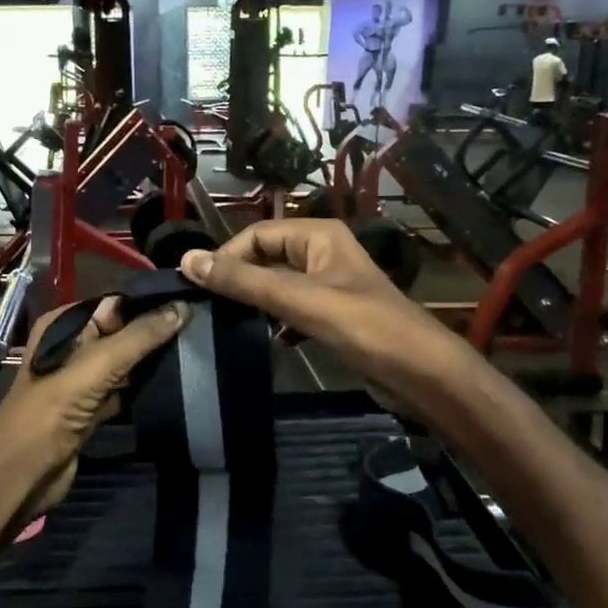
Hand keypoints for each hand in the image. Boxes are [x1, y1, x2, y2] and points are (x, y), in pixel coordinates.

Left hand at [0, 296, 188, 521]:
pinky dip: (143, 389)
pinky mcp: (91, 410)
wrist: (22, 474)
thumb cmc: (52, 410)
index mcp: (63, 326)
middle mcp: (71, 348)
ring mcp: (81, 381)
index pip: (114, 304)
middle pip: (122, 333)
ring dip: (153, 362)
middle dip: (155, 333)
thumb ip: (140, 337)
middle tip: (200, 330)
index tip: (191, 304)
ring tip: (195, 353)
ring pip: (125, 364)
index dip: (149, 305)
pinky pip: (124, 390)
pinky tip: (175, 384)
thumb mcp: (97, 365)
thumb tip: (182, 307)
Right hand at [180, 221, 456, 387]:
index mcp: (318, 236)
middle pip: (266, 258)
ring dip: (255, 302)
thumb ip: (243, 281)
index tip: (198, 287)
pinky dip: (276, 322)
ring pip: (277, 286)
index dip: (226, 256)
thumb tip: (187, 260)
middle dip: (238, 280)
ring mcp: (329, 286)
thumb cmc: (362, 326)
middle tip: (207, 307)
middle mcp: (322, 253)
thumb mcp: (298, 299)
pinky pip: (292, 310)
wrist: (420, 373)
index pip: (256, 234)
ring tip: (227, 324)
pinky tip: (266, 342)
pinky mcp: (333, 316)